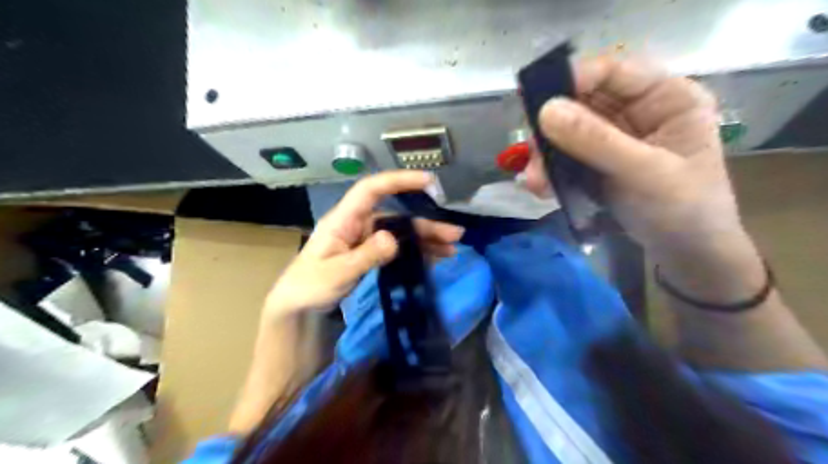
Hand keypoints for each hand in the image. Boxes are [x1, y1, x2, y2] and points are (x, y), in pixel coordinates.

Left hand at [264, 171, 463, 318]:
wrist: (298, 309)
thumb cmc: (309, 288)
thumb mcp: (336, 274)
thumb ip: (365, 256)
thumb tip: (393, 238)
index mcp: (343, 220)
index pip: (371, 190)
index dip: (398, 181)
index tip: (427, 181)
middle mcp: (357, 225)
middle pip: (395, 216)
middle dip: (425, 223)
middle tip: (455, 234)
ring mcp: (365, 240)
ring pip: (400, 233)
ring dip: (425, 239)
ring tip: (451, 248)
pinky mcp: (370, 255)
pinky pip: (397, 248)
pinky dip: (416, 252)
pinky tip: (434, 258)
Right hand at [524, 55, 761, 300]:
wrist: (685, 255)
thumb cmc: (683, 210)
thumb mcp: (643, 173)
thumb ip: (596, 141)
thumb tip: (544, 111)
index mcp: (667, 98)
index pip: (614, 71)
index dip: (574, 79)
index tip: (536, 101)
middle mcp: (639, 110)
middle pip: (583, 101)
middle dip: (553, 128)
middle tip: (532, 154)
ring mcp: (616, 137)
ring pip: (569, 130)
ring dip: (547, 154)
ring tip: (535, 181)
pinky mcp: (599, 161)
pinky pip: (567, 155)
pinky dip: (551, 169)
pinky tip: (542, 187)